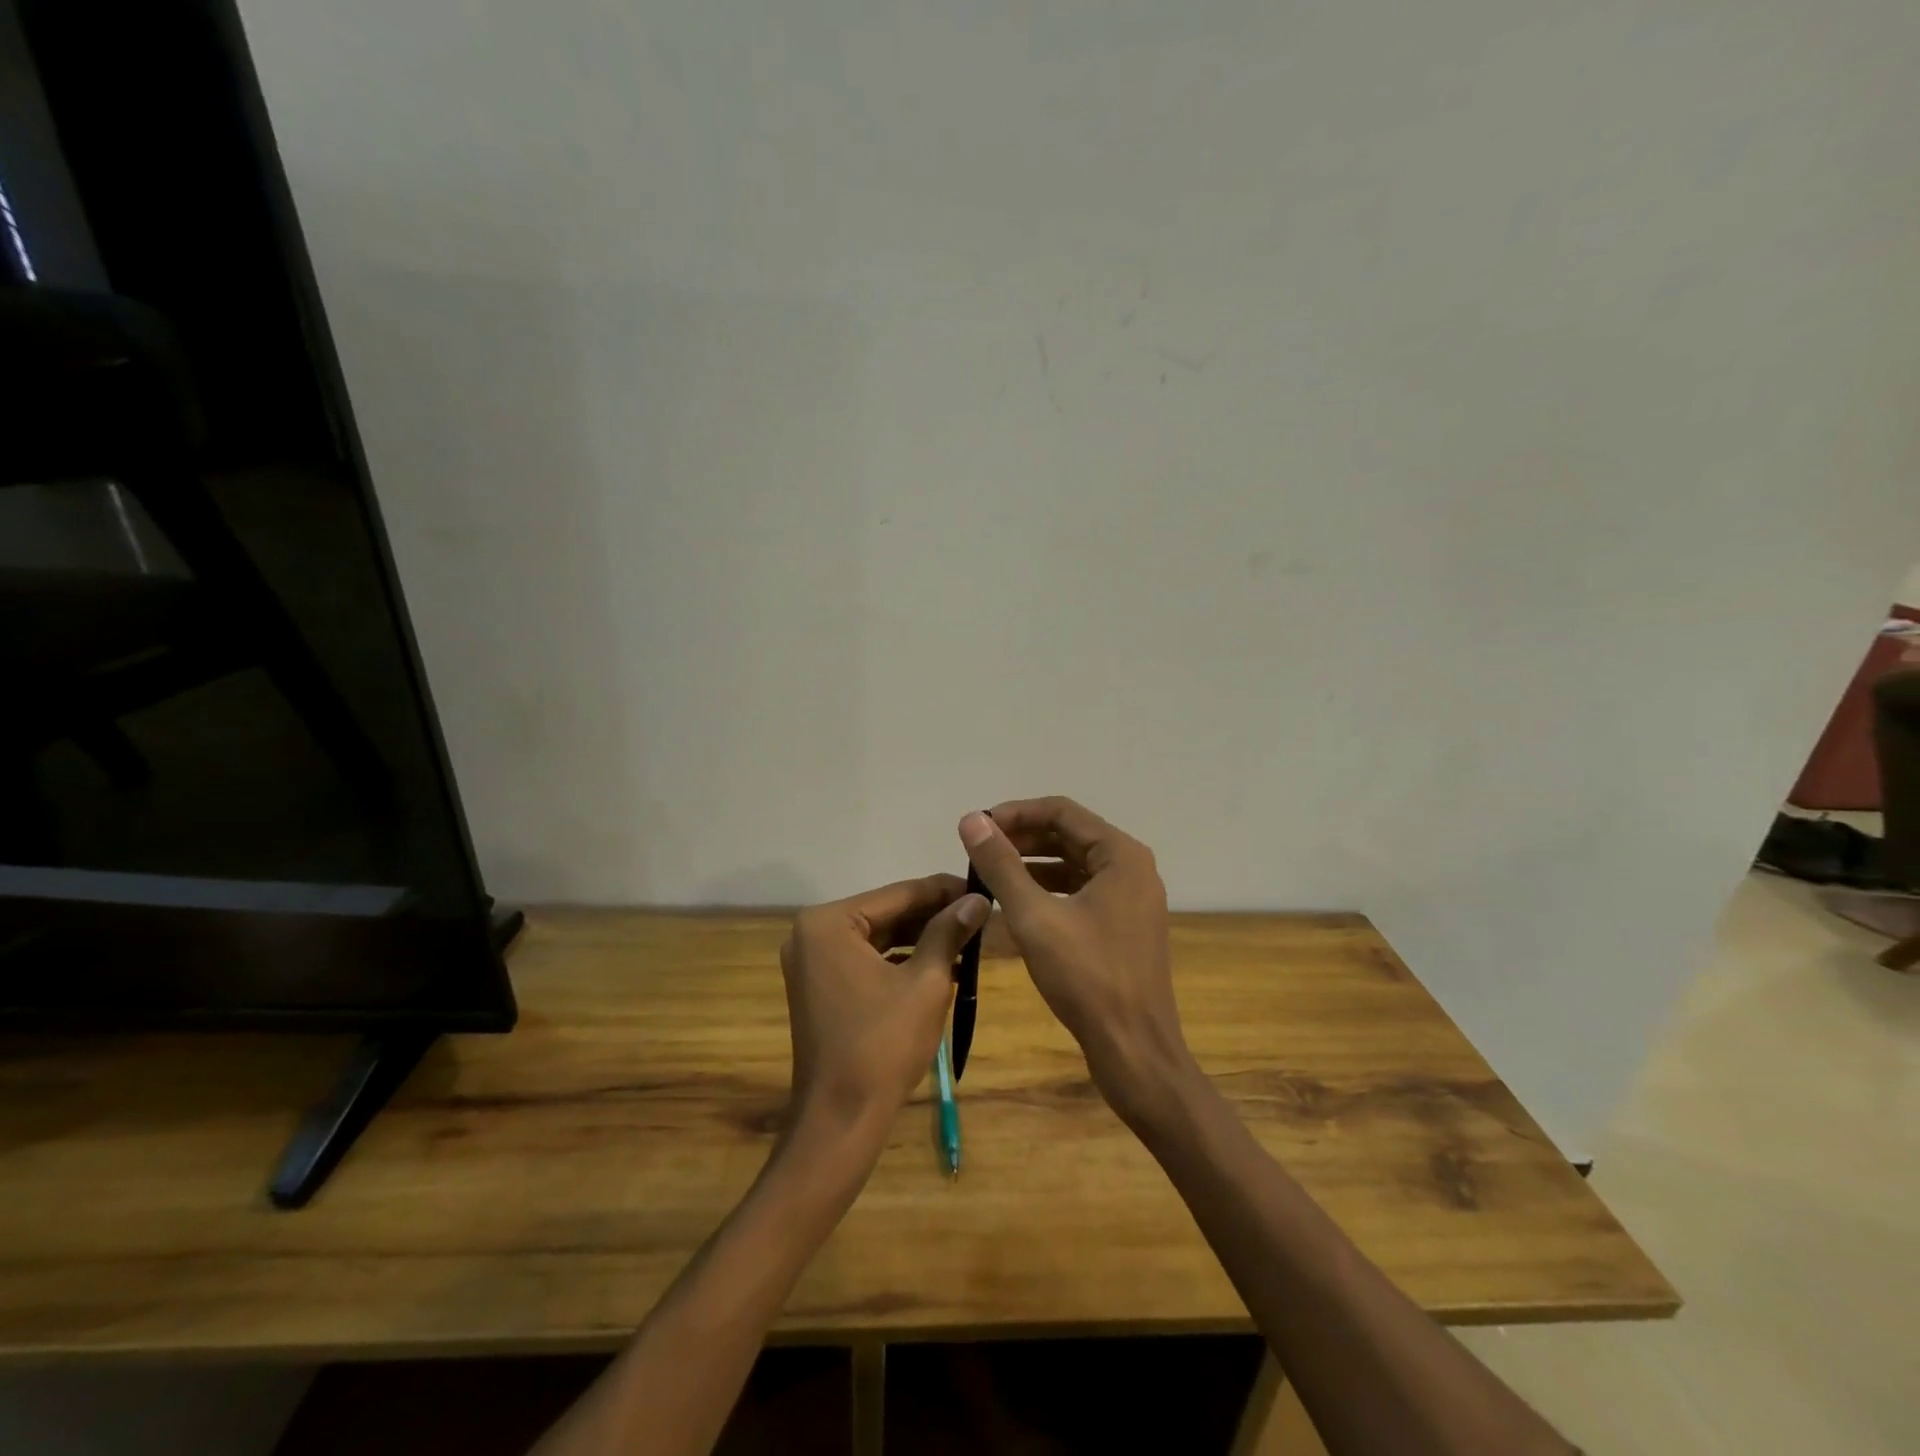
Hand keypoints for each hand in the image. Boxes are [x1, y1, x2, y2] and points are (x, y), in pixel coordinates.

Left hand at [780, 876, 988, 1145]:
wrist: (841, 1119)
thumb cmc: (883, 1045)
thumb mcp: (926, 982)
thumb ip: (949, 932)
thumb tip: (978, 900)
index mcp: (829, 923)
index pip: (899, 894)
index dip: (945, 890)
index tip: (982, 888)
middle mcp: (812, 933)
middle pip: (887, 913)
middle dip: (934, 916)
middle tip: (980, 914)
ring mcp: (813, 961)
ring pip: (879, 936)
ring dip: (921, 938)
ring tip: (969, 937)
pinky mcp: (820, 986)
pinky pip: (867, 959)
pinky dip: (901, 960)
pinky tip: (942, 963)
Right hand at [958, 798, 1196, 1122]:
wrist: (1135, 1051)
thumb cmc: (1086, 978)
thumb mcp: (1034, 917)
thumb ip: (1001, 865)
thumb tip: (970, 820)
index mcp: (1121, 854)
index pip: (1061, 810)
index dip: (1015, 813)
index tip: (977, 827)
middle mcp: (1132, 867)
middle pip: (1070, 834)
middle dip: (1023, 837)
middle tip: (979, 850)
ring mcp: (1132, 898)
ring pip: (1075, 864)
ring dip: (1033, 863)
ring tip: (990, 873)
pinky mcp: (1125, 925)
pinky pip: (1082, 891)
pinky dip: (1049, 890)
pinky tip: (1017, 904)